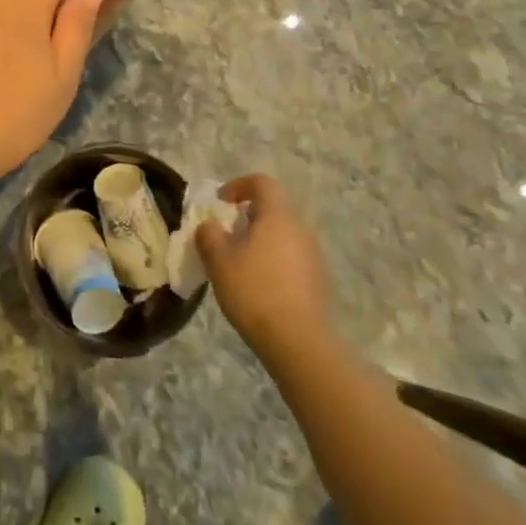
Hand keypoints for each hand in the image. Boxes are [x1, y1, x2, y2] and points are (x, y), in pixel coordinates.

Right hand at [197, 174, 335, 362]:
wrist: (298, 341)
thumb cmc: (254, 291)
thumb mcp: (218, 260)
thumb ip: (209, 235)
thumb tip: (210, 225)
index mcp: (278, 216)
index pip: (262, 183)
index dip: (238, 185)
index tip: (220, 202)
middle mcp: (300, 229)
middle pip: (273, 208)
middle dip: (246, 215)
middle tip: (225, 234)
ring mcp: (312, 255)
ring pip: (282, 233)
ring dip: (259, 239)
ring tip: (237, 262)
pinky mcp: (317, 279)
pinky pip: (290, 256)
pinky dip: (271, 259)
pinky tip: (257, 284)